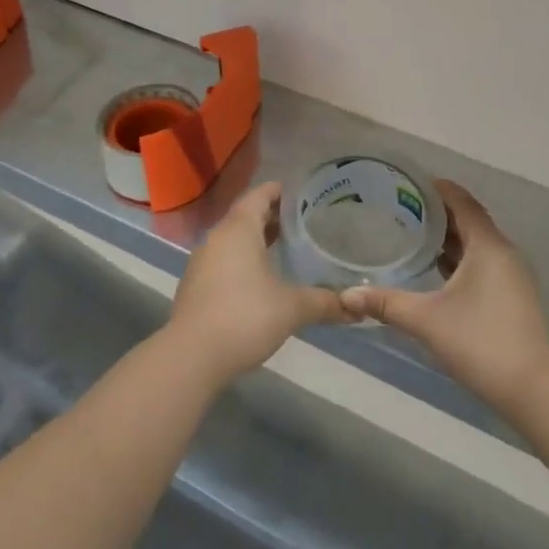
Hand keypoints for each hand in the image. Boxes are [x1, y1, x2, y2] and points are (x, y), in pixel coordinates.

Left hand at [167, 182, 346, 384]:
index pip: (259, 195)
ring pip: (233, 239)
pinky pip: (223, 259)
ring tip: (285, 247)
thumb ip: (325, 303)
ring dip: (256, 239)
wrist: (191, 356)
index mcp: (239, 229)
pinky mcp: (196, 285)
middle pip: (246, 215)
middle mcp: (217, 237)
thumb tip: (357, 308)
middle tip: (302, 221)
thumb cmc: (244, 317)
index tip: (301, 193)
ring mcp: (202, 261)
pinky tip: (261, 278)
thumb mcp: (292, 309)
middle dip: (272, 216)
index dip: (279, 191)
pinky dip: (243, 259)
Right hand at [340, 181, 548, 413]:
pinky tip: (436, 271)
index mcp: (488, 246)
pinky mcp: (512, 296)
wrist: (533, 389)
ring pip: (477, 244)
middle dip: (438, 212)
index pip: (462, 202)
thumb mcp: (426, 320)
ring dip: (449, 237)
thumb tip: (345, 296)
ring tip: (413, 233)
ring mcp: (511, 276)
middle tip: (401, 207)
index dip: (437, 188)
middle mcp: (503, 253)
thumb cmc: (479, 342)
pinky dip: (460, 259)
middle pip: (469, 220)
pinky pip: (482, 263)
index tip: (407, 182)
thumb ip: (385, 303)